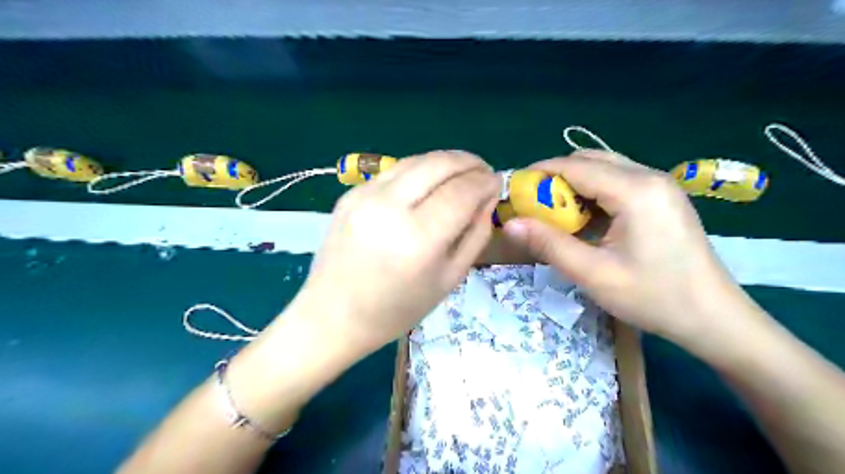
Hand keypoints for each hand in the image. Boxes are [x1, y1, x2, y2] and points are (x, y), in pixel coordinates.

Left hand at [293, 151, 496, 353]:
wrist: (334, 315)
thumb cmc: (398, 309)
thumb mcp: (450, 278)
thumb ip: (476, 234)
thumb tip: (488, 197)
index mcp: (418, 239)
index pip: (462, 191)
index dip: (486, 182)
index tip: (498, 182)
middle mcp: (389, 208)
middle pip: (439, 163)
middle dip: (469, 161)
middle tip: (484, 171)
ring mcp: (364, 196)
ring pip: (416, 160)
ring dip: (446, 161)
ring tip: (462, 172)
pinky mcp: (350, 194)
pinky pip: (395, 171)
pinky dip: (420, 171)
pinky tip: (430, 184)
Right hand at [501, 150, 745, 344]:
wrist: (714, 319)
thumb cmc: (654, 297)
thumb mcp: (593, 273)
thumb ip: (548, 244)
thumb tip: (510, 224)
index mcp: (635, 190)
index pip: (575, 166)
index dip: (539, 173)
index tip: (514, 190)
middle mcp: (649, 177)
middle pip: (590, 160)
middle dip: (556, 178)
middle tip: (534, 206)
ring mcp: (659, 186)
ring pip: (604, 170)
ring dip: (574, 186)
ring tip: (556, 215)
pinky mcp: (662, 199)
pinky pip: (618, 184)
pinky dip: (593, 195)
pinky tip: (586, 221)